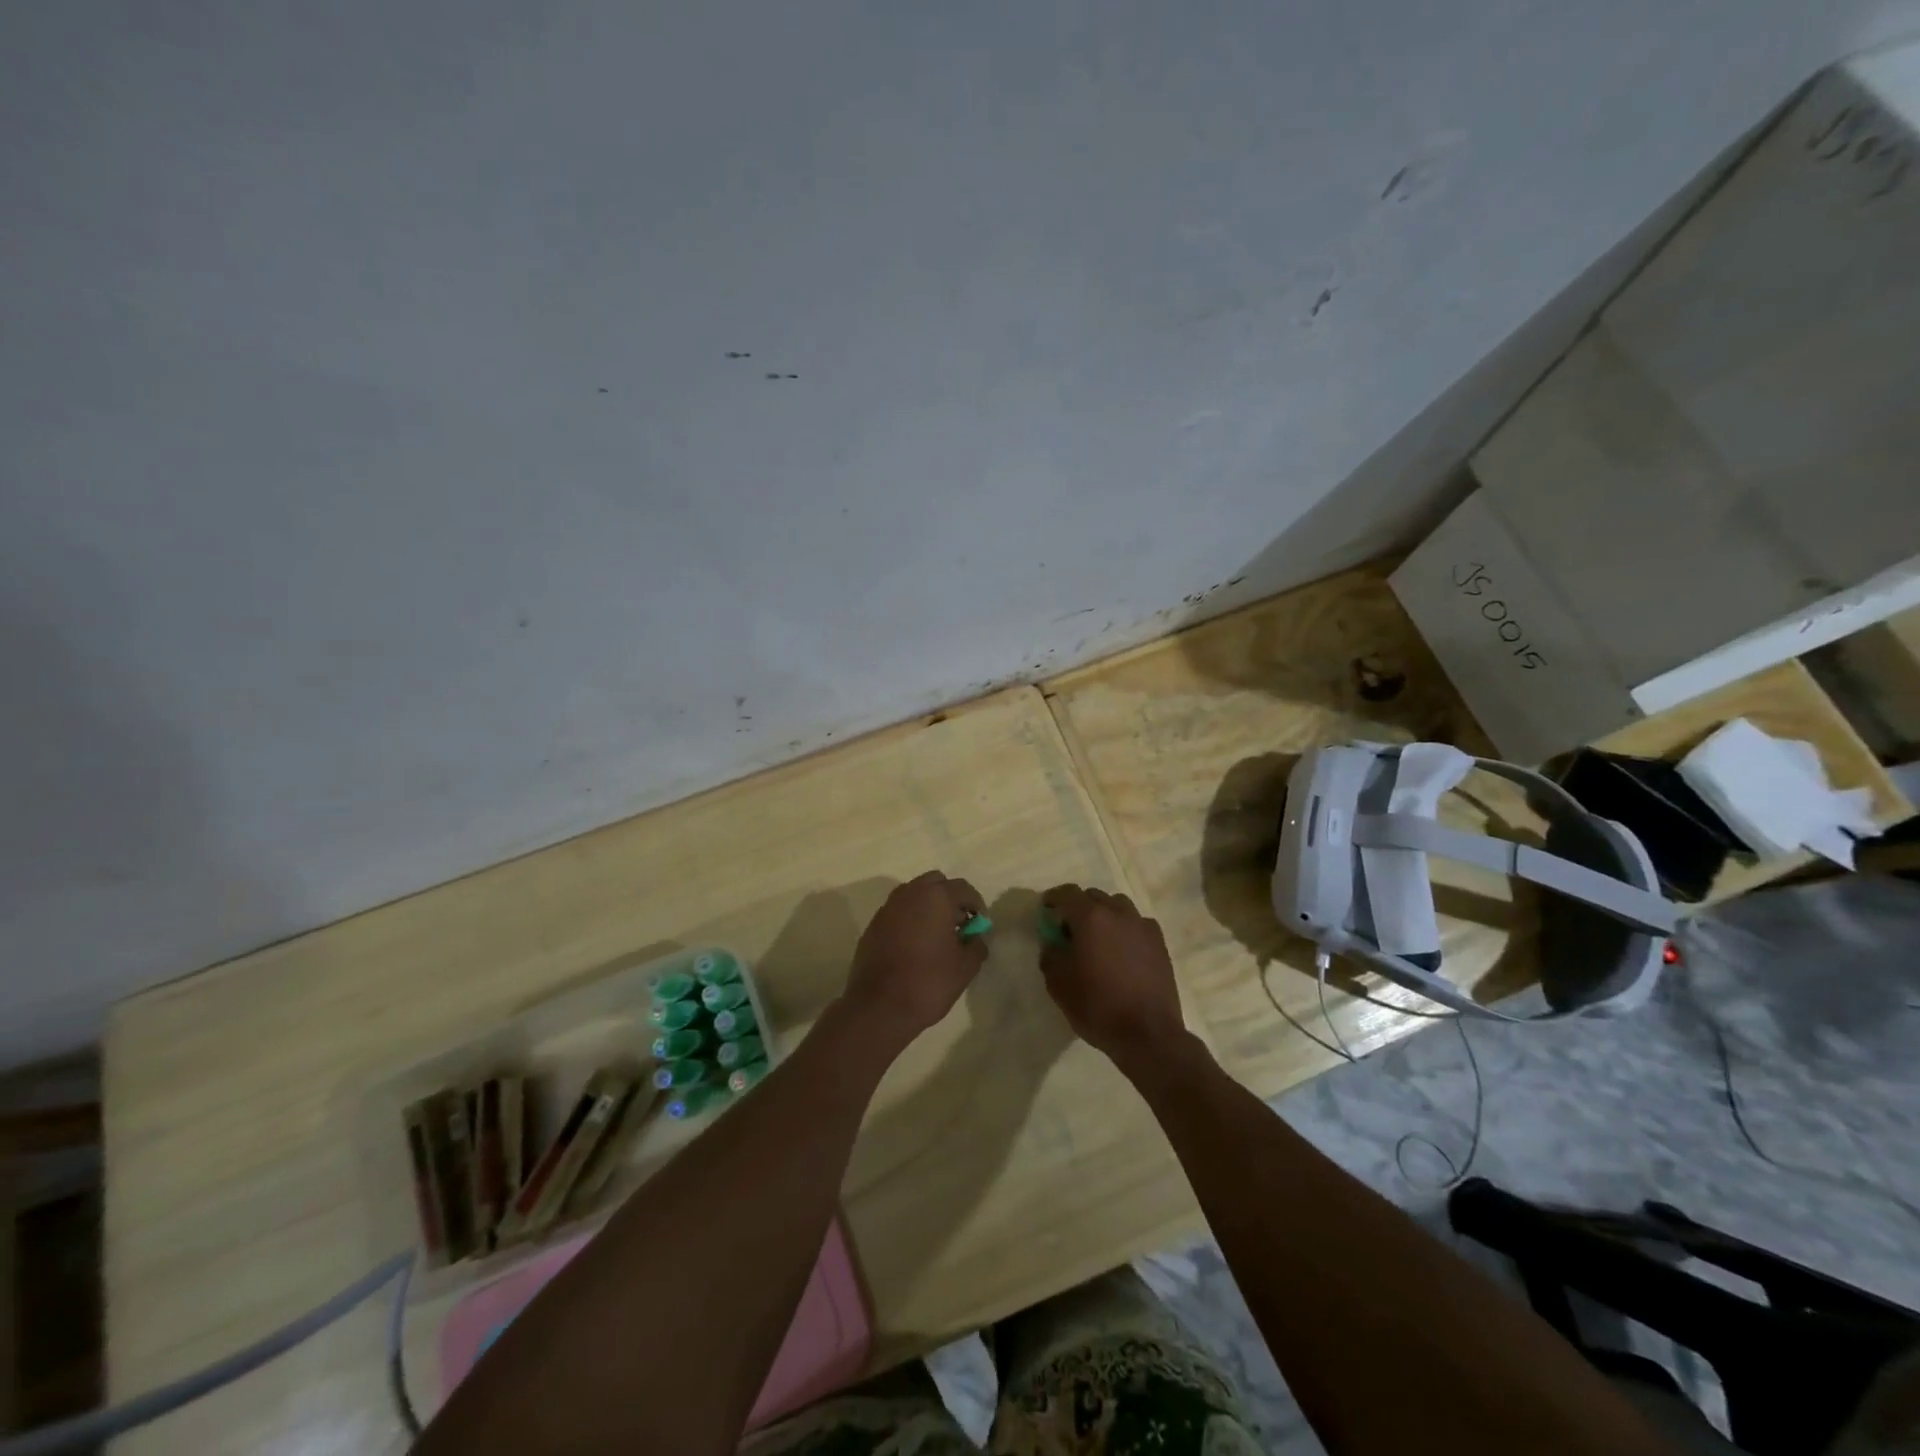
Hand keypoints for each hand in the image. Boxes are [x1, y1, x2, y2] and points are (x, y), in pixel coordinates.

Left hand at [843, 871, 987, 1045]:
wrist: (879, 1007)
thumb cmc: (928, 982)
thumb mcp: (965, 967)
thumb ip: (976, 945)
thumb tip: (976, 938)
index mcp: (935, 897)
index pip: (963, 888)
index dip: (976, 904)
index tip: (980, 925)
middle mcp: (909, 894)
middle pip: (935, 883)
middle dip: (950, 899)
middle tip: (958, 925)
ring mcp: (887, 908)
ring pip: (914, 895)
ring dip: (928, 907)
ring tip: (937, 936)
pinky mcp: (873, 925)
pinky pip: (898, 912)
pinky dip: (910, 920)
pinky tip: (914, 947)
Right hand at [1040, 885, 1186, 1069]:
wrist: (1148, 1034)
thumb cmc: (1098, 1007)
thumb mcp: (1058, 984)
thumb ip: (1050, 955)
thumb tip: (1052, 942)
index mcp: (1091, 918)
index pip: (1068, 893)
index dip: (1053, 898)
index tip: (1046, 909)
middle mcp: (1119, 913)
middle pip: (1094, 897)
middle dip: (1078, 907)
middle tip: (1069, 929)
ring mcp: (1143, 927)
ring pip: (1118, 907)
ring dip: (1104, 915)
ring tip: (1098, 938)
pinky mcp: (1160, 943)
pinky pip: (1137, 924)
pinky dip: (1125, 929)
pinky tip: (1121, 951)